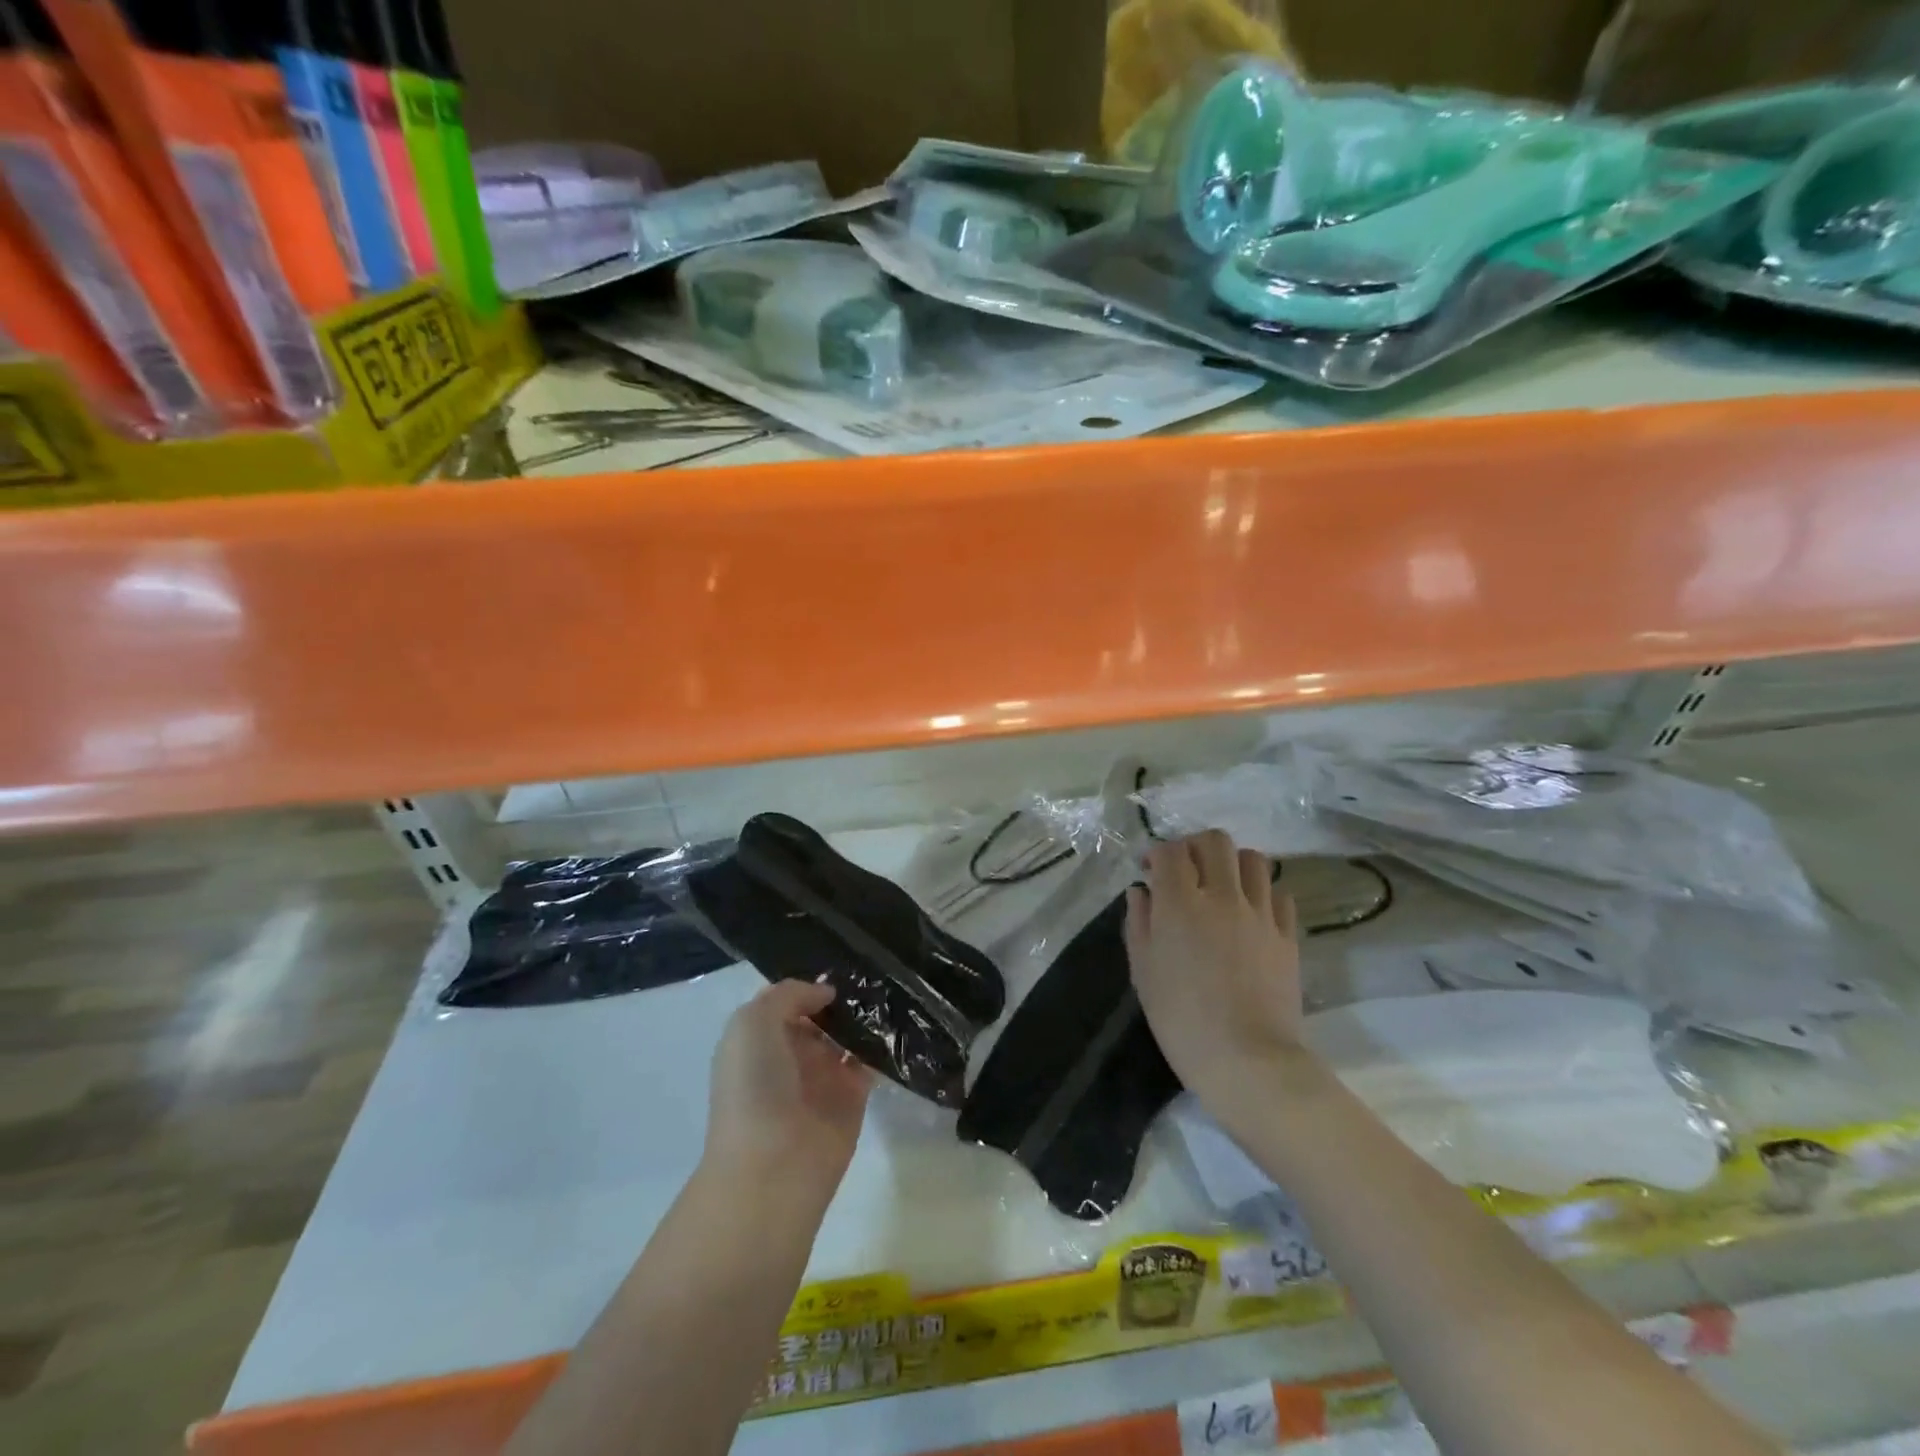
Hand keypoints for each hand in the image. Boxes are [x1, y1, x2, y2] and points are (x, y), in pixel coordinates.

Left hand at [702, 980, 872, 1201]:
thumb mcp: (753, 1023)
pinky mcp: (853, 1097)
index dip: (810, 985)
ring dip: (866, 1016)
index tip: (841, 968)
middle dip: (844, 996)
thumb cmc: (754, 1086)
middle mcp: (791, 1054)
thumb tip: (826, 993)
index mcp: (760, 1038)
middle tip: (874, 973)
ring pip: (848, 1035)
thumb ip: (789, 995)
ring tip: (891, 988)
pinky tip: (896, 1020)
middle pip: (822, 1015)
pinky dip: (883, 1043)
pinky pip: (871, 1060)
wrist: (772, 1166)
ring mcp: (823, 1076)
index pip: (790, 1001)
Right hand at [1125, 830, 1303, 1103]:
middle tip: (1185, 870)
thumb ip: (1139, 923)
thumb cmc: (1182, 1019)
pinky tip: (1251, 912)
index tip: (1149, 870)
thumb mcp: (1143, 972)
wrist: (1248, 1060)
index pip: (1170, 851)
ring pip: (1253, 860)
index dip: (1157, 853)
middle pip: (1214, 842)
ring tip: (1222, 886)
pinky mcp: (1288, 935)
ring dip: (1232, 864)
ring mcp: (1260, 913)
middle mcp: (1222, 896)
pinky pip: (1279, 894)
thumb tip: (1141, 892)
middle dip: (1195, 847)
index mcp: (1180, 903)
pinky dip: (1262, 893)